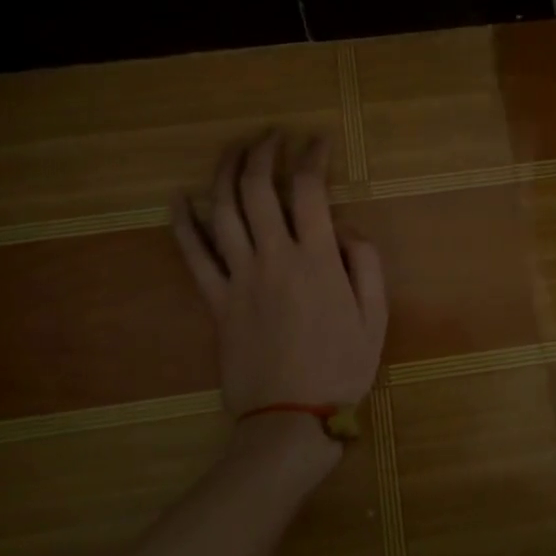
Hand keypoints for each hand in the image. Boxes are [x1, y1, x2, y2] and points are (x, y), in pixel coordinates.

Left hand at [171, 132, 388, 429]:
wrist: (290, 420)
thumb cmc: (341, 368)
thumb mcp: (376, 316)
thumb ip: (365, 263)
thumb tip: (345, 227)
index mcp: (316, 259)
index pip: (309, 189)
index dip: (312, 156)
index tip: (316, 141)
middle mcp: (273, 257)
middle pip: (259, 189)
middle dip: (264, 152)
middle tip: (271, 136)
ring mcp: (238, 278)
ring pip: (223, 211)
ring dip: (225, 173)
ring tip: (234, 150)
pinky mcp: (215, 301)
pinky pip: (193, 256)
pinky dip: (183, 224)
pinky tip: (179, 199)